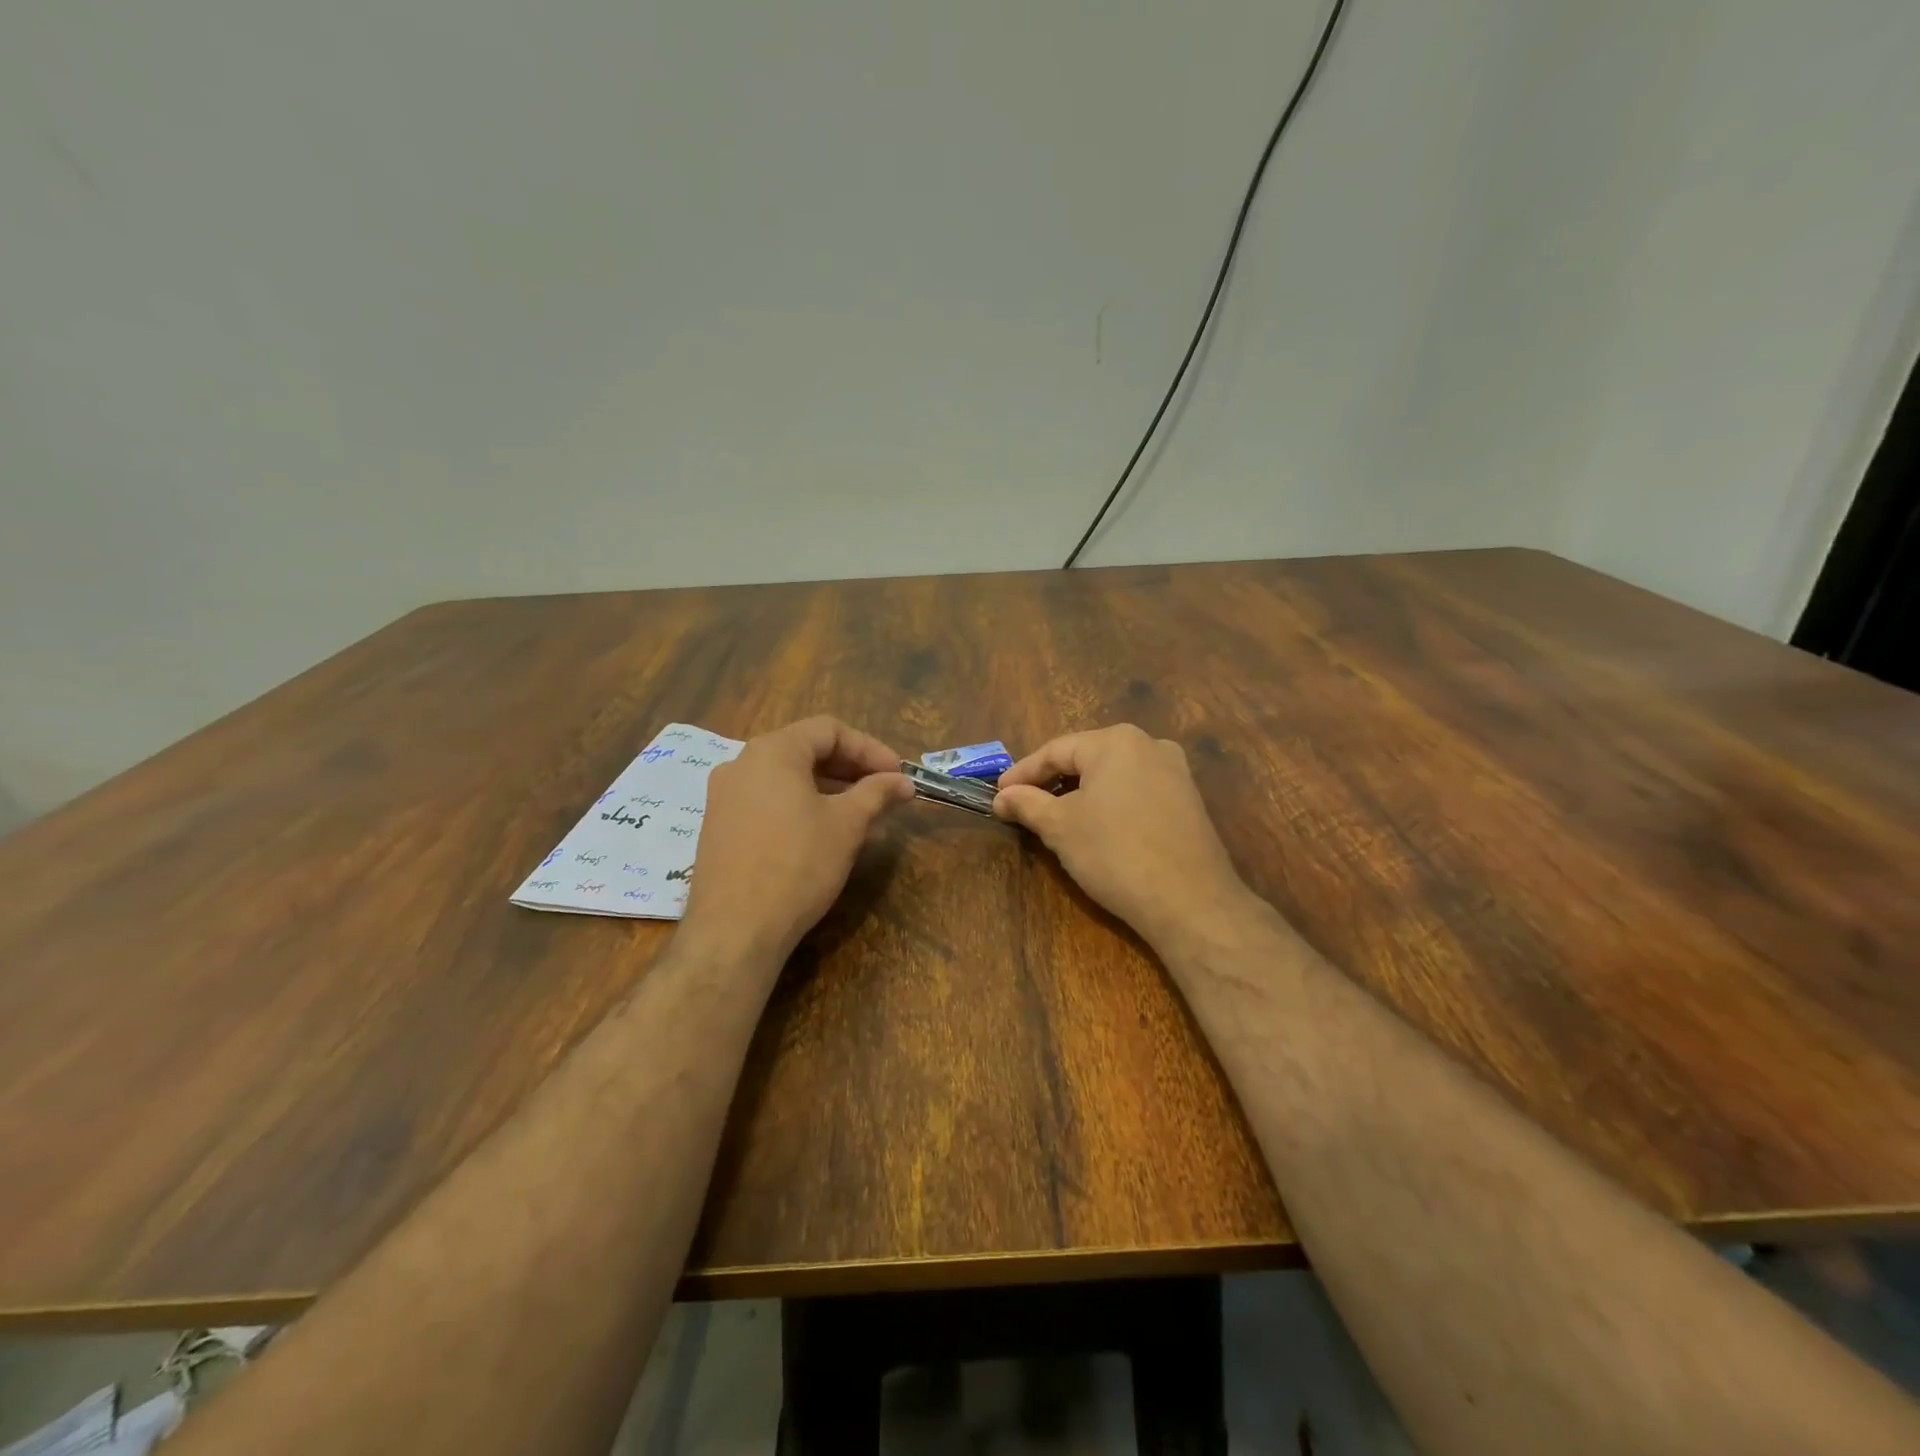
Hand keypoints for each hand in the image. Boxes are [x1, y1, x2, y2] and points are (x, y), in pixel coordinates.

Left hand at [681, 717, 913, 963]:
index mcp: (772, 751)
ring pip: (788, 780)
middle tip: (885, 794)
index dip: (870, 749)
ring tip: (864, 820)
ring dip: (830, 792)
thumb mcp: (847, 824)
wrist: (735, 930)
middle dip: (851, 771)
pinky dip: (802, 809)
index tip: (897, 775)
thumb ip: (877, 793)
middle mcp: (742, 764)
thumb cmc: (797, 864)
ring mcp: (724, 797)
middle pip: (806, 751)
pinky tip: (826, 837)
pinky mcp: (719, 828)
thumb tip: (903, 781)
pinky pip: (768, 803)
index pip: (829, 730)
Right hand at [994, 724, 1249, 949]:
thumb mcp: (1060, 827)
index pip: (1055, 750)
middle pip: (1086, 758)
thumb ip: (1027, 804)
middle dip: (1052, 782)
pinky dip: (1110, 804)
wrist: (1190, 901)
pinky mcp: (1189, 801)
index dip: (1022, 774)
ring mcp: (1175, 772)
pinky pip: (1137, 792)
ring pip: (1113, 776)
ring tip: (1056, 819)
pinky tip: (1097, 829)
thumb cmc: (1115, 853)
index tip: (998, 796)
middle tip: (1023, 806)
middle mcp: (1149, 744)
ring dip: (1081, 794)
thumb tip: (1002, 797)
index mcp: (1116, 741)